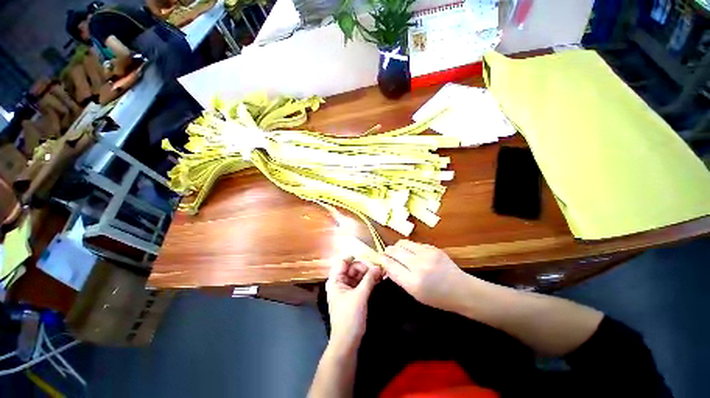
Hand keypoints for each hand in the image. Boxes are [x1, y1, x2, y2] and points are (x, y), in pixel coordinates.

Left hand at [326, 257, 381, 347]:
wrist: (347, 342)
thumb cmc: (349, 317)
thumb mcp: (360, 296)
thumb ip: (369, 279)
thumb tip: (379, 266)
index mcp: (335, 280)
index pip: (344, 262)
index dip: (356, 259)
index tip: (370, 260)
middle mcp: (340, 282)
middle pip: (352, 268)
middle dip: (365, 267)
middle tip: (379, 269)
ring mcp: (346, 289)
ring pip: (358, 276)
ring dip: (368, 274)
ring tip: (381, 274)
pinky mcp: (353, 296)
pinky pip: (361, 284)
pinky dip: (368, 281)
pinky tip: (378, 280)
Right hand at [379, 240, 469, 311]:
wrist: (462, 290)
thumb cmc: (437, 298)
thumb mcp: (414, 293)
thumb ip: (399, 278)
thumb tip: (386, 265)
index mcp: (413, 282)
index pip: (390, 265)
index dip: (382, 260)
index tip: (379, 258)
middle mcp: (418, 265)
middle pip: (394, 251)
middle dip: (387, 252)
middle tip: (386, 254)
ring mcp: (427, 253)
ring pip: (402, 243)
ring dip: (397, 247)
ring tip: (397, 252)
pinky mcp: (432, 247)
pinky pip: (413, 243)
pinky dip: (408, 247)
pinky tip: (411, 253)